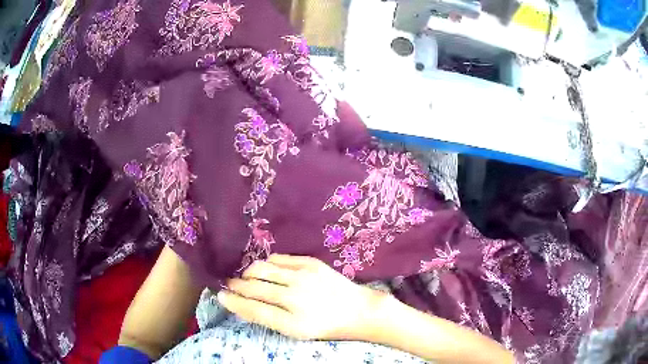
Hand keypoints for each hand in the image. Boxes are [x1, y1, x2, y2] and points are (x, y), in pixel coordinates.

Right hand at [217, 254, 385, 340]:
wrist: (357, 309)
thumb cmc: (324, 325)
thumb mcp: (295, 331)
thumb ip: (267, 318)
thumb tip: (240, 304)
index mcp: (292, 320)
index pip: (252, 309)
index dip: (233, 301)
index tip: (220, 295)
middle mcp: (295, 296)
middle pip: (253, 286)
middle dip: (236, 284)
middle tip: (229, 284)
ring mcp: (303, 276)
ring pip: (262, 268)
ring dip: (249, 272)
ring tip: (247, 277)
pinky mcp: (311, 262)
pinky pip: (278, 258)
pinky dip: (267, 264)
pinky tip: (267, 270)